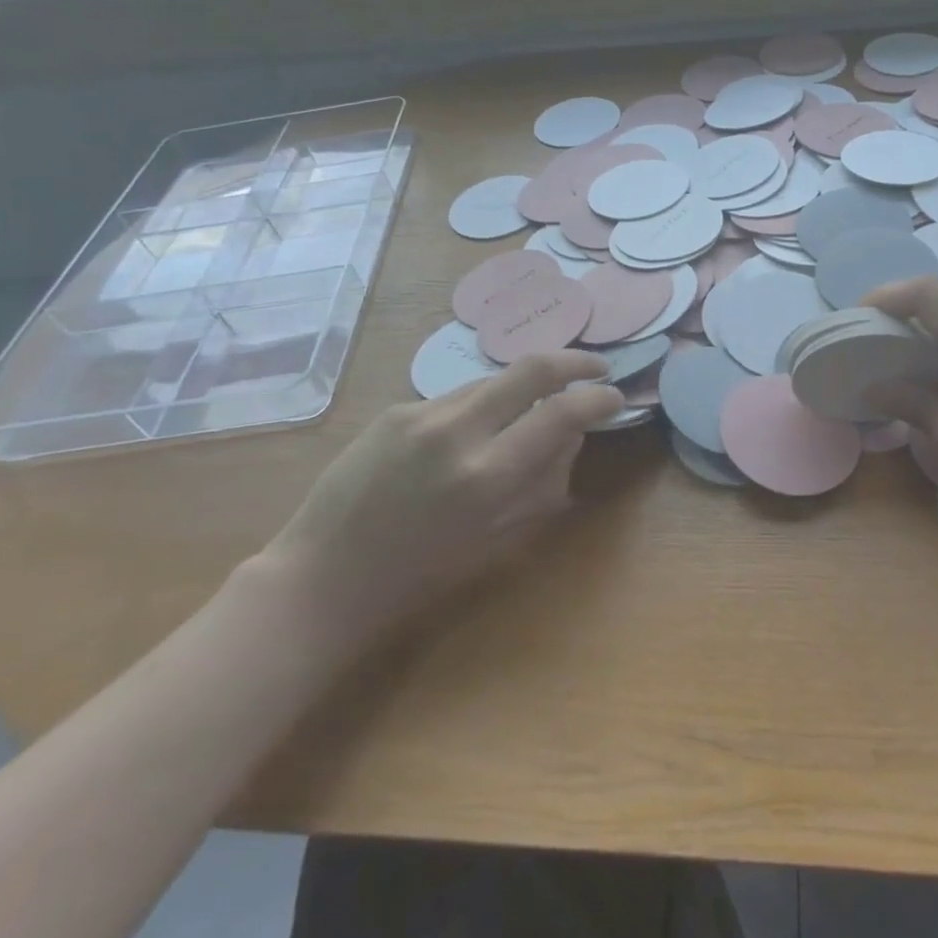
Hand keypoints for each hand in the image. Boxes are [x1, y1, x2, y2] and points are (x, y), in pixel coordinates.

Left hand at [261, 352, 623, 654]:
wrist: (323, 575)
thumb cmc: (418, 575)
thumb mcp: (496, 539)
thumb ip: (543, 484)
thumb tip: (572, 436)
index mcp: (487, 476)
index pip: (560, 414)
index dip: (598, 400)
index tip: (615, 398)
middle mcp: (456, 431)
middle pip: (530, 368)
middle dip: (573, 362)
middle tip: (596, 368)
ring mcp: (421, 413)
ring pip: (492, 380)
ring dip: (523, 388)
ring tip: (531, 411)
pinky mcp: (395, 410)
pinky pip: (456, 398)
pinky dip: (480, 407)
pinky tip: (470, 436)